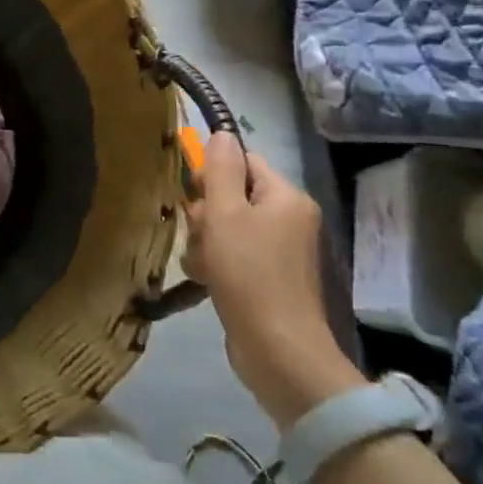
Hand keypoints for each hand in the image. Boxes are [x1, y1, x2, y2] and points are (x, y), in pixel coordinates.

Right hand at [182, 133, 362, 428]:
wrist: (277, 349)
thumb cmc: (250, 274)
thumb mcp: (226, 214)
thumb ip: (222, 171)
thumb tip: (221, 133)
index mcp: (286, 198)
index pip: (244, 162)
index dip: (214, 174)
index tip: (194, 195)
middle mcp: (288, 220)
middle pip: (232, 196)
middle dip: (206, 214)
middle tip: (200, 234)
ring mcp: (279, 252)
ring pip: (225, 228)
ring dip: (204, 242)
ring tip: (202, 264)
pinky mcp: (266, 279)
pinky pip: (231, 256)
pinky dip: (213, 264)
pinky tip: (205, 279)